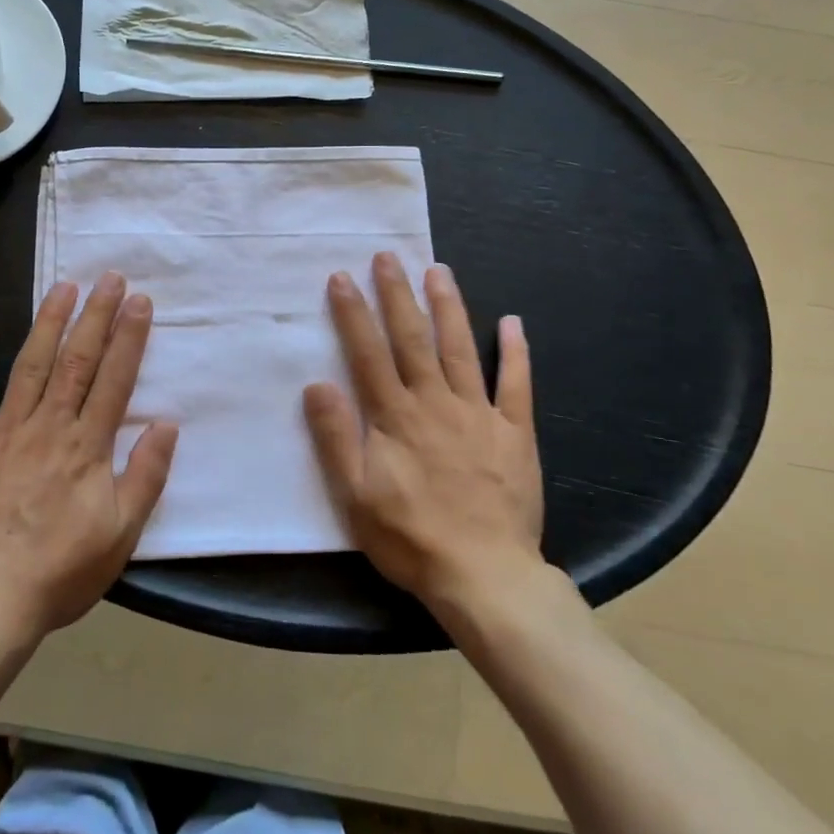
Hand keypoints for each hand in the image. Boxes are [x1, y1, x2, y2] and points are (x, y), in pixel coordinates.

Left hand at [0, 274, 177, 639]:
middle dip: (95, 315)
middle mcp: (49, 426)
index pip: (115, 379)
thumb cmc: (58, 571)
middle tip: (108, 277)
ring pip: (31, 364)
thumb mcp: (121, 535)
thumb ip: (146, 476)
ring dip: (49, 322)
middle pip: (77, 360)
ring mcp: (3, 430)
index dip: (128, 337)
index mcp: (87, 446)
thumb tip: (167, 424)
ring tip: (63, 287)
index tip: (139, 301)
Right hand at [303, 254, 545, 614]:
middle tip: (388, 256)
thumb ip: (336, 437)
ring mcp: (479, 413)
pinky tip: (513, 322)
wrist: (485, 576)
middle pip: (413, 338)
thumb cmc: (411, 537)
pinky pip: (516, 384)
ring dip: (448, 306)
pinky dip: (516, 352)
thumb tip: (316, 384)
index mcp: (395, 416)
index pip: (368, 353)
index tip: (342, 277)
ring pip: (460, 348)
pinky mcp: (514, 432)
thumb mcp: (355, 496)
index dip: (354, 313)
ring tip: (439, 269)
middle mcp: (435, 402)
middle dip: (397, 294)